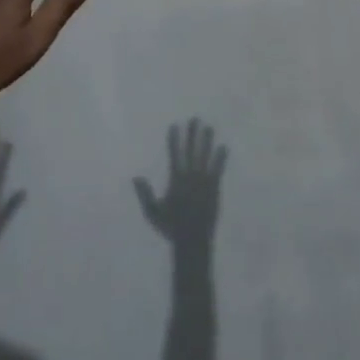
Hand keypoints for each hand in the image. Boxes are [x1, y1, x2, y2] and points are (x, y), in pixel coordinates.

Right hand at [135, 119, 226, 251]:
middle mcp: (190, 177)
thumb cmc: (171, 227)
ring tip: (209, 128)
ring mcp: (204, 182)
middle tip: (195, 119)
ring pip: (205, 157)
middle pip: (191, 151)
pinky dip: (220, 158)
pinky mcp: (214, 188)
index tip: (175, 125)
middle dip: (192, 135)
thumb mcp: (153, 212)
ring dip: (207, 142)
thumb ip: (145, 194)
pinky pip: (218, 169)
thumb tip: (136, 177)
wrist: (193, 240)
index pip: (174, 155)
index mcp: (176, 180)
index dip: (174, 140)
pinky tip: (224, 147)